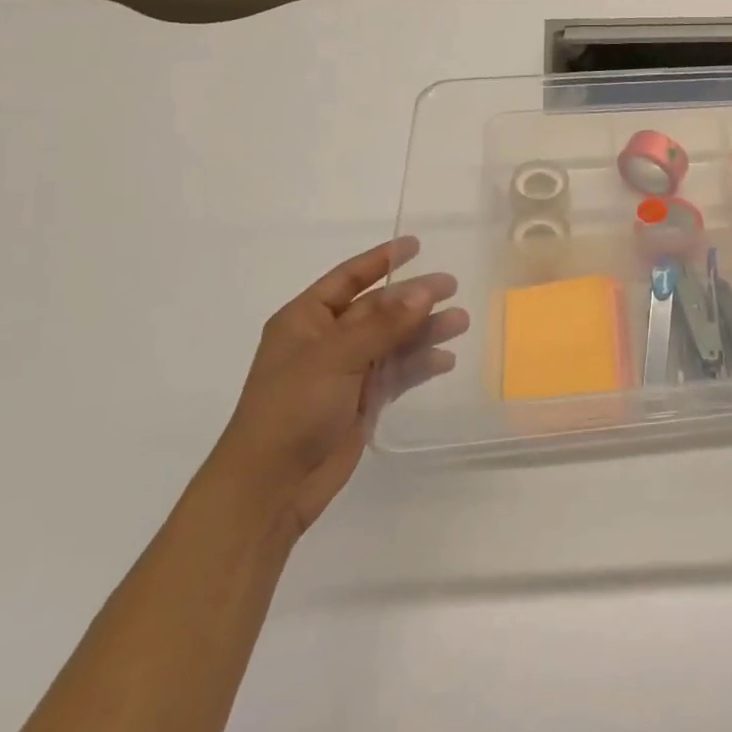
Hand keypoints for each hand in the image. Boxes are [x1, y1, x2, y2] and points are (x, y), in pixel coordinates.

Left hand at [208, 237, 466, 534]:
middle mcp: (326, 341)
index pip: (347, 279)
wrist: (271, 486)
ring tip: (460, 323)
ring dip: (424, 331)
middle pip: (378, 309)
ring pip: (392, 341)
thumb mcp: (336, 357)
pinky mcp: (360, 402)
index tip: (415, 244)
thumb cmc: (292, 409)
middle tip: (453, 287)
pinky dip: (419, 365)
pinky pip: (396, 373)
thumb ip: (384, 324)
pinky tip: (445, 361)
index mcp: (305, 320)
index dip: (380, 260)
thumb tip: (426, 291)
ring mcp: (344, 372)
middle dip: (414, 298)